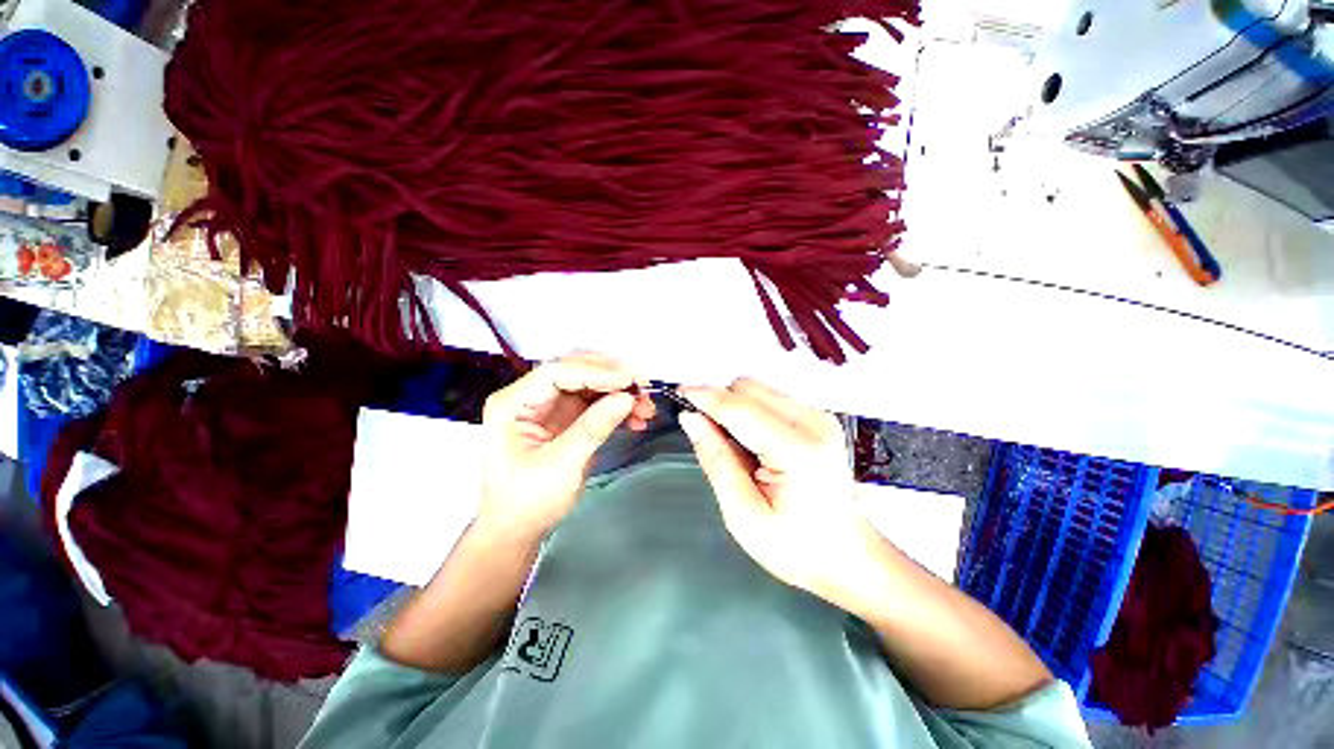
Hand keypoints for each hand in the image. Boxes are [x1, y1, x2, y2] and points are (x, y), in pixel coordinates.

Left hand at [478, 352, 654, 540]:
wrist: (519, 529)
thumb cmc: (527, 501)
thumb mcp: (561, 466)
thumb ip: (593, 428)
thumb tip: (627, 398)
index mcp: (513, 403)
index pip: (557, 372)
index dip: (595, 372)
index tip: (628, 382)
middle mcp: (531, 396)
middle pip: (575, 369)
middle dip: (611, 376)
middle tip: (642, 388)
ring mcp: (550, 405)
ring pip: (591, 383)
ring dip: (620, 391)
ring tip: (645, 408)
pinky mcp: (567, 417)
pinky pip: (597, 401)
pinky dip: (618, 406)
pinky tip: (636, 419)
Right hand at [678, 379, 872, 606]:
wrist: (847, 554)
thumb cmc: (795, 546)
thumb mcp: (743, 514)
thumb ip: (716, 460)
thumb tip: (690, 419)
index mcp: (798, 451)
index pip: (739, 409)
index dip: (704, 397)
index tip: (677, 393)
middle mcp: (813, 423)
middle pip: (749, 388)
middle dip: (719, 401)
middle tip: (702, 429)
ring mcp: (819, 416)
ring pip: (758, 389)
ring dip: (733, 405)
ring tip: (728, 441)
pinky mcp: (818, 417)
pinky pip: (770, 398)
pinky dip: (749, 410)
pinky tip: (749, 440)